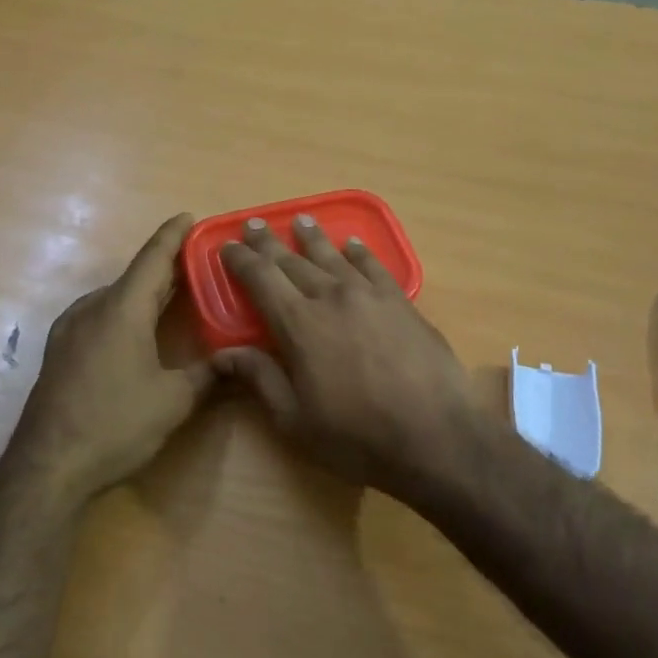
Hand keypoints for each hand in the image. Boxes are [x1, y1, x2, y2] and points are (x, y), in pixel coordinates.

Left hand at [9, 215, 214, 505]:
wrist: (47, 466)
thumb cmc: (116, 424)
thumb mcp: (173, 401)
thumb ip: (207, 374)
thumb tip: (235, 361)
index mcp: (122, 308)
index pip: (153, 258)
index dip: (173, 236)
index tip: (189, 216)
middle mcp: (92, 308)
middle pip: (135, 276)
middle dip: (166, 267)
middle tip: (198, 263)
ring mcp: (70, 329)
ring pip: (115, 297)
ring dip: (144, 292)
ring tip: (173, 296)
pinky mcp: (59, 351)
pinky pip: (99, 316)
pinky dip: (124, 311)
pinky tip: (136, 330)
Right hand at [213, 213, 477, 504]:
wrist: (435, 436)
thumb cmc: (356, 436)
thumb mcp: (295, 419)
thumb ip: (259, 378)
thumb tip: (222, 354)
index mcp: (298, 324)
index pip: (260, 278)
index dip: (241, 260)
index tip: (228, 246)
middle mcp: (331, 297)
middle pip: (293, 261)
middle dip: (270, 243)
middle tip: (256, 224)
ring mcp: (369, 295)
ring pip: (333, 257)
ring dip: (313, 238)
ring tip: (301, 221)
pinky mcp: (401, 302)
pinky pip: (374, 266)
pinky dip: (359, 252)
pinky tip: (353, 244)